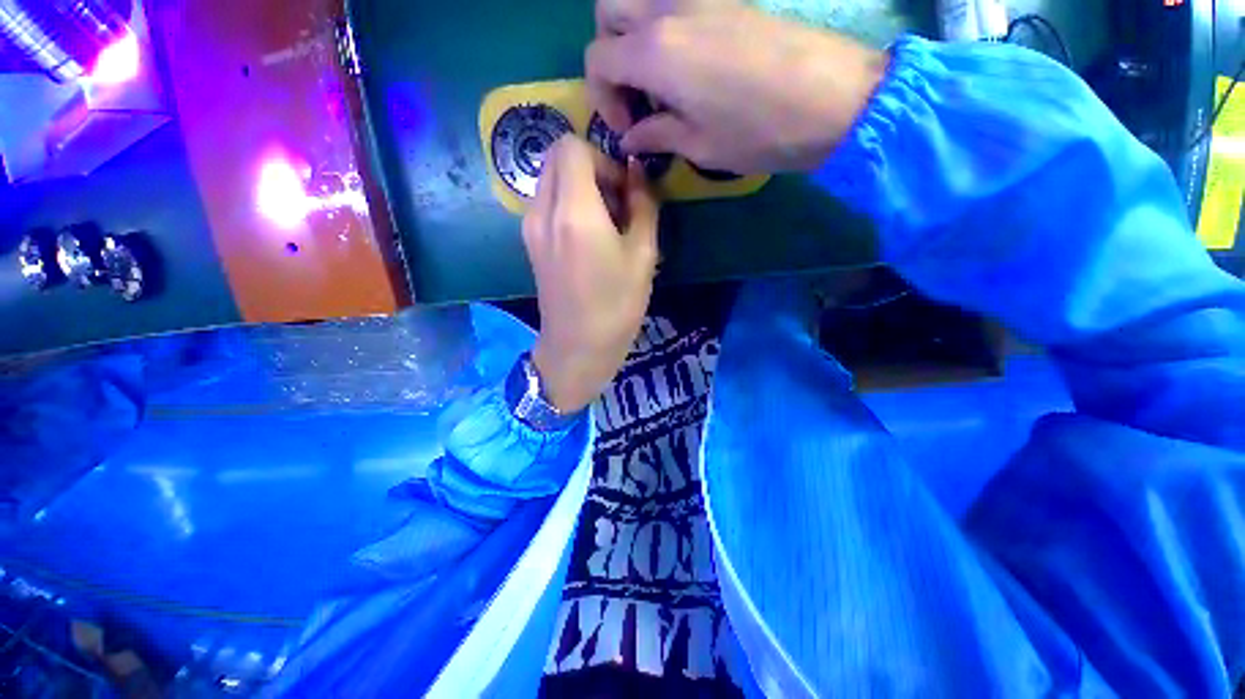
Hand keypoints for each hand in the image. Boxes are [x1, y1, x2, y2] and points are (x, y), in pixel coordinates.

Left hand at [524, 136, 659, 413]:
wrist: (577, 348)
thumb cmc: (617, 306)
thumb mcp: (643, 256)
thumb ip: (643, 205)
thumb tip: (638, 172)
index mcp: (573, 211)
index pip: (572, 146)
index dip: (603, 159)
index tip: (623, 191)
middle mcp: (543, 210)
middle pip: (557, 158)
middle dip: (591, 168)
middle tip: (616, 204)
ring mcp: (530, 227)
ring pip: (550, 180)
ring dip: (579, 187)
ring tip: (605, 224)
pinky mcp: (529, 243)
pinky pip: (545, 203)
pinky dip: (567, 204)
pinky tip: (588, 238)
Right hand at [586, 7, 888, 173]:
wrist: (832, 98)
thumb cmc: (759, 132)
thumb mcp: (700, 145)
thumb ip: (657, 135)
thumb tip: (631, 139)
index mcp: (656, 52)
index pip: (597, 59)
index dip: (602, 98)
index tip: (627, 128)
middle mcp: (668, 10)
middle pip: (608, 10)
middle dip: (608, 53)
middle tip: (634, 94)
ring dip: (633, 35)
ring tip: (656, 79)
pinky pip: (674, 2)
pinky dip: (663, 29)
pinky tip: (685, 66)